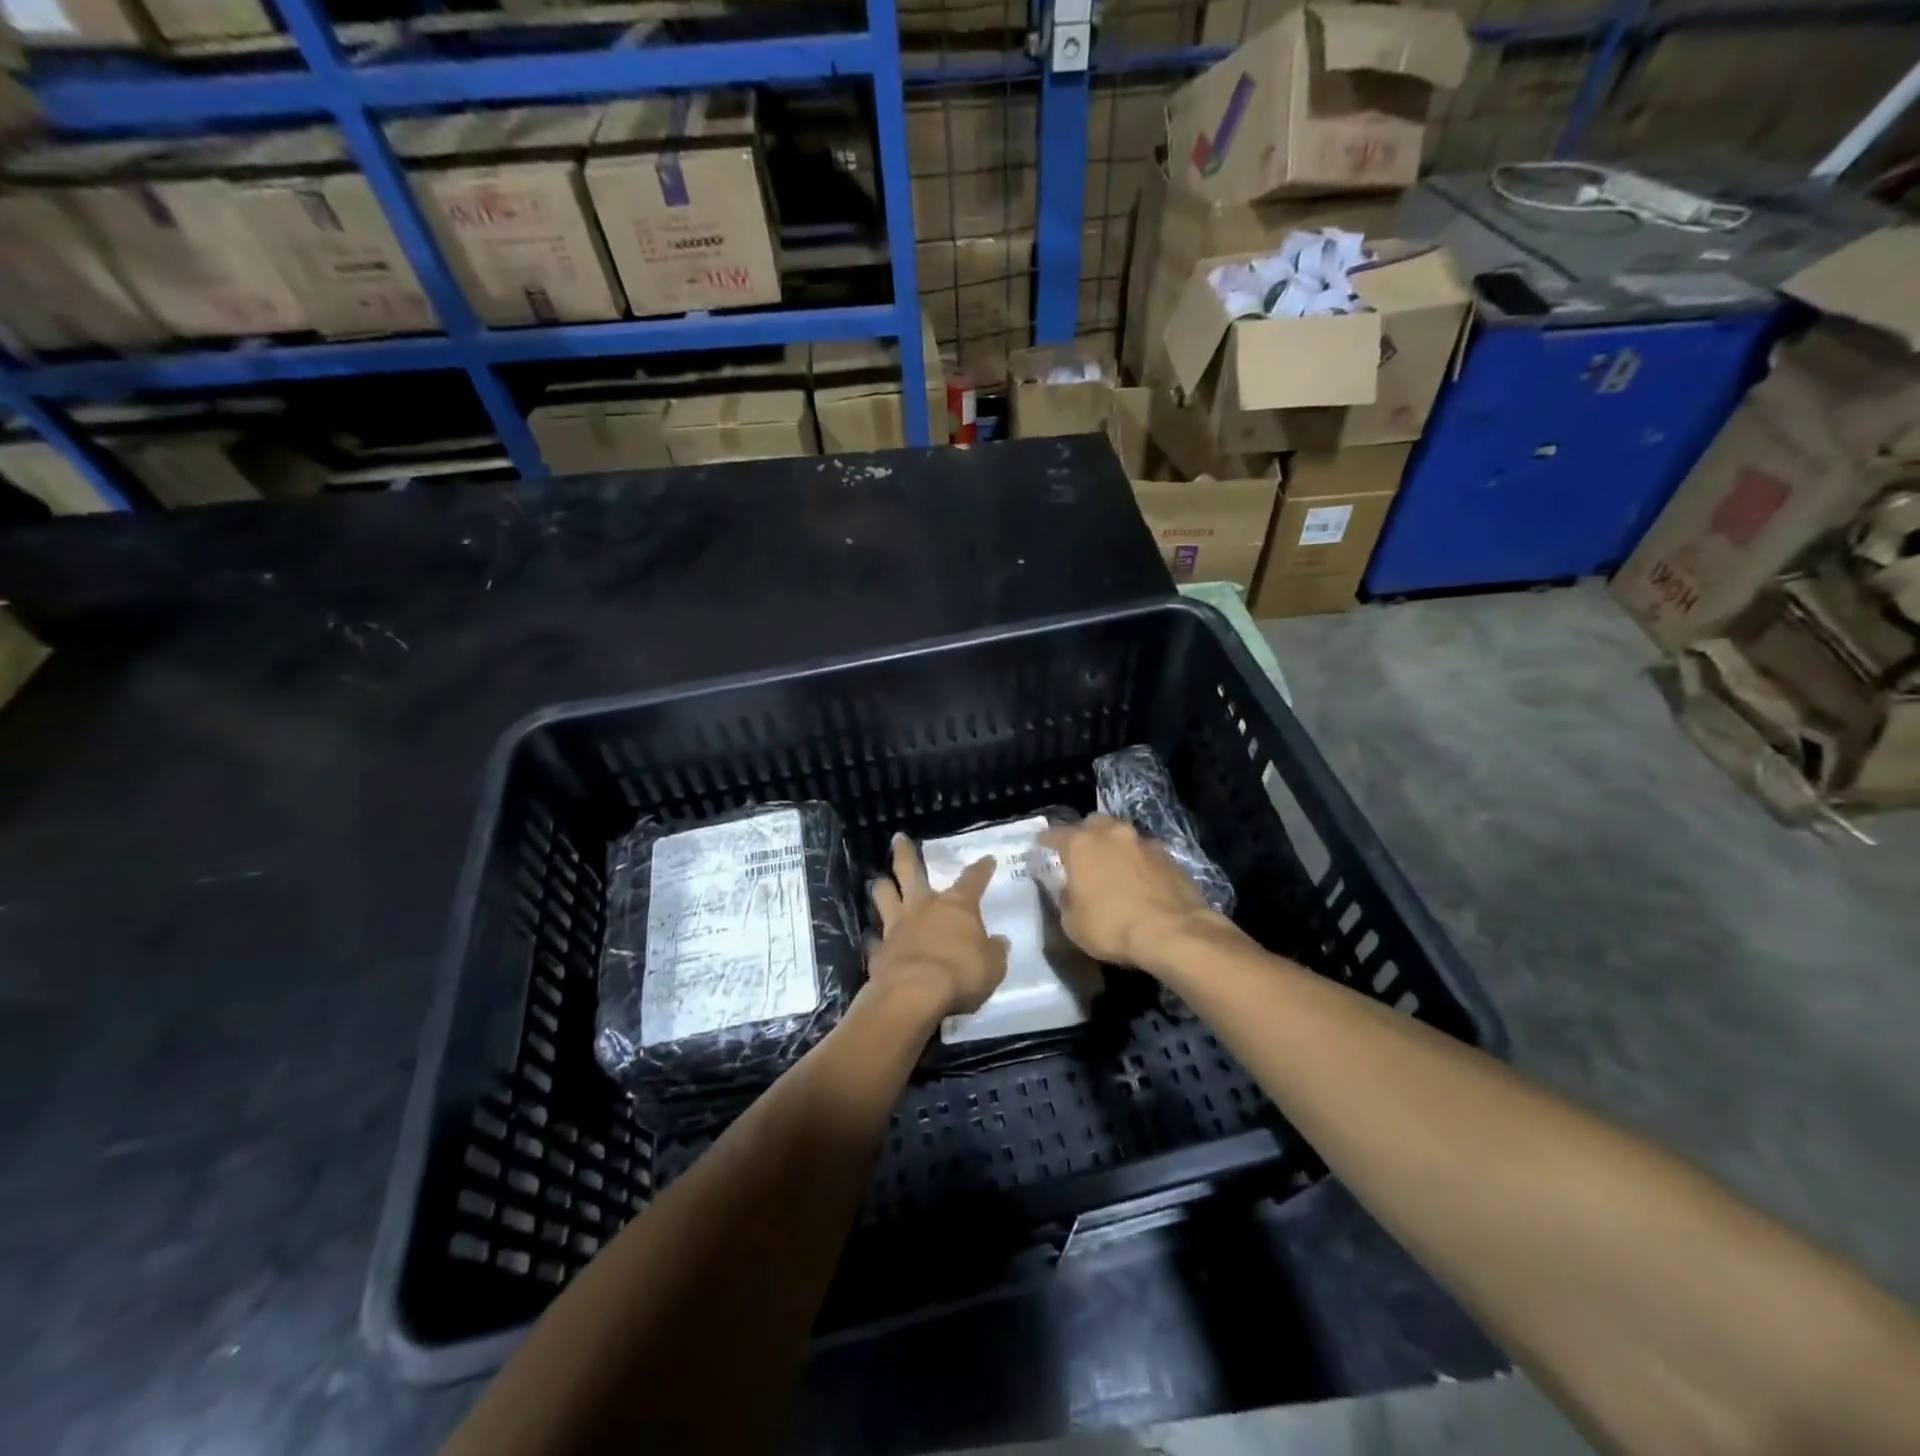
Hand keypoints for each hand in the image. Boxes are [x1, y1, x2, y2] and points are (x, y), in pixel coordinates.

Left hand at [867, 834, 1008, 1019]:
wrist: (914, 994)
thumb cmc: (960, 973)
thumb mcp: (993, 966)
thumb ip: (994, 951)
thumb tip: (999, 942)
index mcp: (957, 906)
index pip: (973, 880)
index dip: (981, 869)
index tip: (987, 859)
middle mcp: (924, 907)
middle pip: (910, 871)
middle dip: (905, 853)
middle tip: (898, 838)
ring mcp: (897, 927)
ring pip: (885, 896)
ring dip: (882, 887)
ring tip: (879, 881)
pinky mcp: (879, 951)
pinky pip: (874, 940)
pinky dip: (873, 939)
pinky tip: (872, 940)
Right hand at [1038, 814, 1237, 976]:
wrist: (1173, 933)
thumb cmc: (1112, 927)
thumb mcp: (1072, 922)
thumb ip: (1065, 898)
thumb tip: (1069, 889)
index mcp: (1081, 844)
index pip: (1054, 833)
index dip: (1046, 841)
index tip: (1041, 847)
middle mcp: (1112, 833)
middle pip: (1093, 824)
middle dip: (1085, 835)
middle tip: (1082, 855)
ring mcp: (1144, 842)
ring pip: (1122, 835)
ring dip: (1115, 847)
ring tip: (1114, 867)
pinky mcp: (1169, 856)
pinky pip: (1145, 853)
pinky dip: (1139, 862)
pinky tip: (1140, 880)